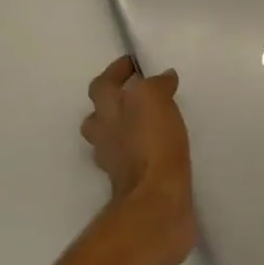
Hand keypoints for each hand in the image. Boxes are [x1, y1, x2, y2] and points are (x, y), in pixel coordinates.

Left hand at [81, 56, 195, 249]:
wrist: (156, 201)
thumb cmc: (151, 143)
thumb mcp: (153, 99)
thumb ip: (156, 84)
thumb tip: (164, 78)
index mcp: (106, 112)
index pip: (101, 84)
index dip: (115, 71)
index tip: (132, 64)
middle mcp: (104, 136)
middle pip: (99, 115)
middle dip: (115, 103)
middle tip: (138, 95)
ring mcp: (116, 163)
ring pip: (114, 139)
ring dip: (128, 128)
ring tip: (153, 121)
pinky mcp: (133, 183)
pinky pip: (133, 159)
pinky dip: (143, 150)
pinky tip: (162, 148)